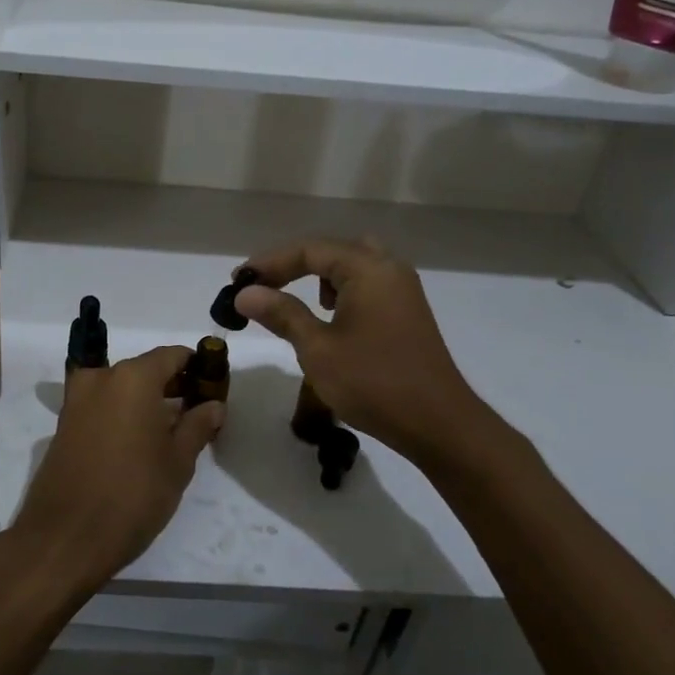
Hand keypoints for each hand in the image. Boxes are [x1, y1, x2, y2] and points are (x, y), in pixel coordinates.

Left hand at [6, 346, 223, 597]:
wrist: (64, 538)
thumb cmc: (132, 495)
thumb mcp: (177, 462)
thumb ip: (198, 426)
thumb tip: (213, 405)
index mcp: (132, 378)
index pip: (172, 355)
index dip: (196, 368)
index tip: (213, 387)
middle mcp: (100, 379)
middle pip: (144, 370)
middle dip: (171, 386)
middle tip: (196, 414)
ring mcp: (76, 401)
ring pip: (121, 389)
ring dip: (146, 402)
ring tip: (171, 433)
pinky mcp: (63, 425)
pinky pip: (102, 407)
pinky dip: (123, 414)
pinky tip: (139, 444)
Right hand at [235, 238, 484, 460]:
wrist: (437, 423)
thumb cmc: (373, 383)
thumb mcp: (317, 349)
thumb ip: (282, 314)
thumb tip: (245, 293)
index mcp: (368, 269)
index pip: (309, 250)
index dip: (269, 263)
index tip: (237, 281)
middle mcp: (389, 268)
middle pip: (332, 251)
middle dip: (294, 265)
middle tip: (263, 286)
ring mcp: (403, 290)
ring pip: (353, 266)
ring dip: (319, 276)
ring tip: (293, 301)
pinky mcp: (408, 312)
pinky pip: (368, 285)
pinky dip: (342, 291)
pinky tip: (330, 318)